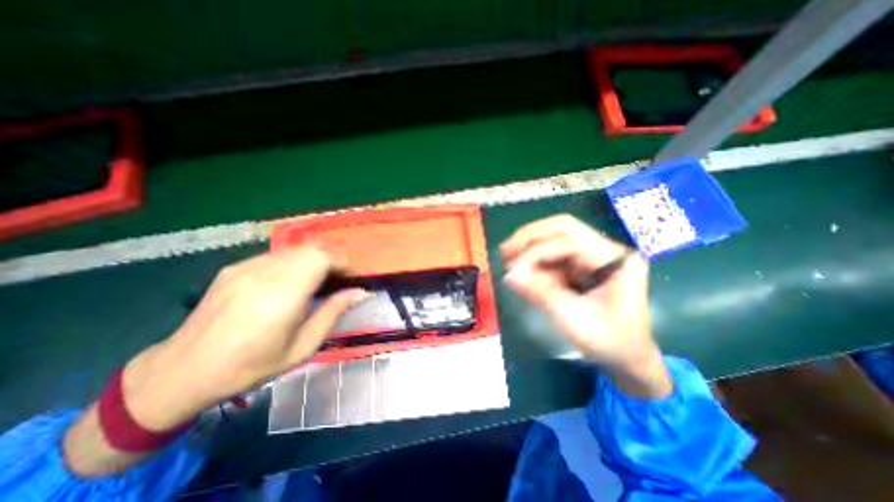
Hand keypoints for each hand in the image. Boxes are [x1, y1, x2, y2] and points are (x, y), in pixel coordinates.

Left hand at [124, 244, 367, 429]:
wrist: (182, 372)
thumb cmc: (250, 366)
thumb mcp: (302, 347)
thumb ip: (332, 312)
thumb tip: (359, 292)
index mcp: (282, 296)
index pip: (321, 258)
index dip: (342, 263)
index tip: (351, 279)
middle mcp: (263, 274)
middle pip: (311, 249)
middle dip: (332, 261)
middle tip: (337, 281)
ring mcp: (245, 267)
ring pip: (295, 249)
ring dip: (314, 261)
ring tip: (316, 282)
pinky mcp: (235, 268)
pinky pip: (277, 256)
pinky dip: (294, 263)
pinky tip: (289, 284)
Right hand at [499, 215, 666, 399]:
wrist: (627, 358)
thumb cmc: (610, 342)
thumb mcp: (574, 319)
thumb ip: (541, 293)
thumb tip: (509, 275)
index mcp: (616, 260)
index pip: (572, 242)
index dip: (538, 251)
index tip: (513, 267)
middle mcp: (605, 250)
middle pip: (564, 228)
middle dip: (532, 236)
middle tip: (506, 248)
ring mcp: (593, 256)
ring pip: (556, 237)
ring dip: (530, 246)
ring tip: (508, 258)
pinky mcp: (581, 265)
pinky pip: (553, 255)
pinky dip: (534, 260)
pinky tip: (521, 269)